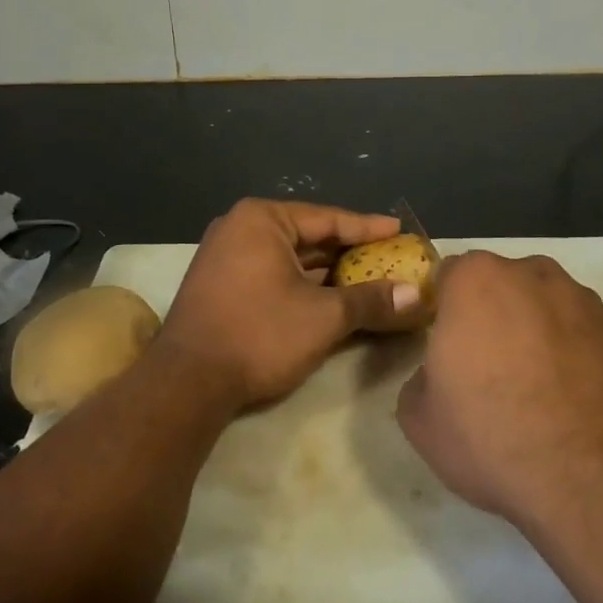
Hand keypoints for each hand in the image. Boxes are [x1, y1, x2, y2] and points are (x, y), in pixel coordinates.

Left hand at [156, 199, 426, 410]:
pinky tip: (332, 298)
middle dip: (350, 252)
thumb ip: (371, 301)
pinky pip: (273, 274)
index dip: (368, 227)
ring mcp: (226, 257)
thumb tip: (416, 296)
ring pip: (291, 259)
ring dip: (328, 272)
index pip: (328, 219)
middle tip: (390, 257)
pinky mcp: (221, 285)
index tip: (400, 229)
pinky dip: (304, 285)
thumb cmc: (259, 334)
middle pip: (309, 237)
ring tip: (370, 279)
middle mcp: (240, 229)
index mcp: (262, 220)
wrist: (186, 384)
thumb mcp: (324, 317)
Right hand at [396, 252, 602, 530]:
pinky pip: (579, 335)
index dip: (442, 310)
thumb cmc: (493, 438)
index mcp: (476, 280)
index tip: (444, 347)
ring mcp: (583, 301)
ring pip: (543, 308)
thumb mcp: (420, 419)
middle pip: (500, 285)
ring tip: (534, 390)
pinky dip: (570, 356)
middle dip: (490, 316)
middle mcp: (532, 274)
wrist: (599, 480)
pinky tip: (569, 402)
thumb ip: (420, 377)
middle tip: (486, 369)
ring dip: (533, 333)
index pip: (447, 275)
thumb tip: (440, 373)